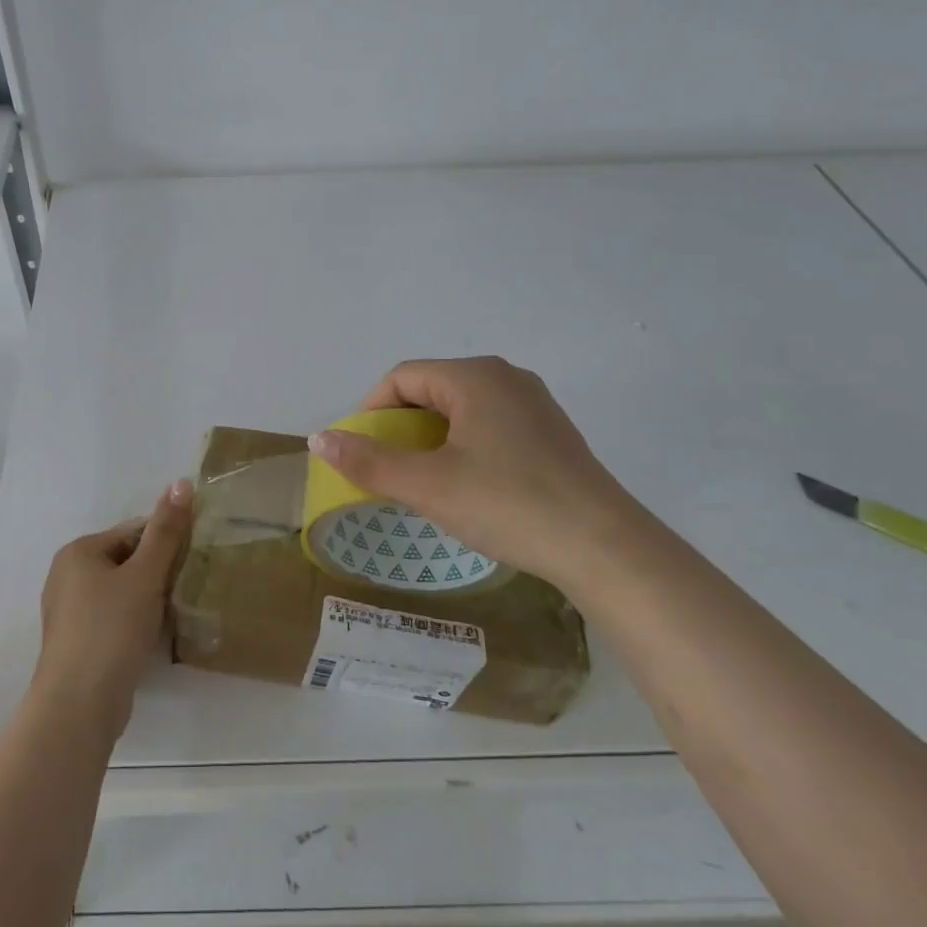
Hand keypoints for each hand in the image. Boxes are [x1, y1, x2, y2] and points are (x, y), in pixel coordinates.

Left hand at [32, 479, 194, 742]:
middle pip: (126, 560)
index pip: (133, 531)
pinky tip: (154, 635)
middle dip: (158, 571)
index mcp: (79, 551)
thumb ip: (166, 530)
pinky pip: (113, 617)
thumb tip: (181, 481)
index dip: (166, 542)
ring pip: (121, 591)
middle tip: (188, 586)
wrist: (79, 705)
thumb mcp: (145, 575)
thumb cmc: (111, 629)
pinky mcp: (78, 641)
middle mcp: (67, 575)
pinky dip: (134, 620)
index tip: (194, 559)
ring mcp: (69, 611)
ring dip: (149, 597)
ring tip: (176, 611)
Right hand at [308, 356, 646, 594]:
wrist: (606, 549)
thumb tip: (319, 439)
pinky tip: (467, 486)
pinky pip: (490, 426)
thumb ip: (369, 461)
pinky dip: (463, 446)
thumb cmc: (508, 505)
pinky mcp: (551, 434)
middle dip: (400, 427)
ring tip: (422, 480)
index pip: (402, 378)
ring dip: (430, 439)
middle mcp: (505, 378)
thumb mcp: (428, 486)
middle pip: (431, 390)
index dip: (370, 411)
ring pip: (461, 410)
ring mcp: (534, 404)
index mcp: (474, 377)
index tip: (360, 451)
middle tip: (388, 470)